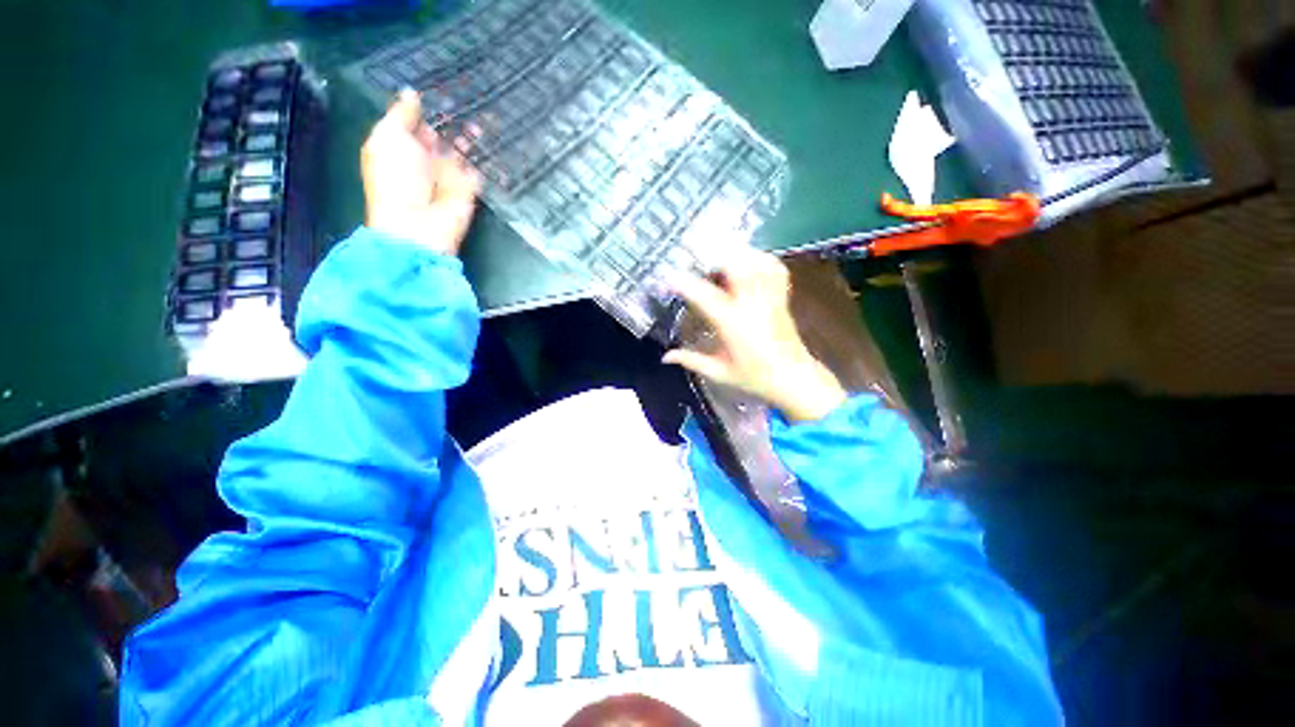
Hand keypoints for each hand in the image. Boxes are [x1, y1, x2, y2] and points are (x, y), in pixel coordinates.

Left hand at [361, 88, 481, 254]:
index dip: (427, 106)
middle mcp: (425, 159)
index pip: (415, 122)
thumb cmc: (396, 178)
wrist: (419, 224)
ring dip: (470, 136)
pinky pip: (479, 171)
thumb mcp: (388, 138)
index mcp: (401, 146)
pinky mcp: (469, 190)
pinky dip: (486, 159)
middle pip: (441, 135)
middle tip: (468, 97)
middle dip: (452, 119)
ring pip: (462, 150)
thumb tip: (412, 93)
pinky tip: (495, 141)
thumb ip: (402, 114)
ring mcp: (449, 176)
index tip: (443, 87)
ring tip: (483, 117)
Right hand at [663, 250, 847, 422]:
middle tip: (694, 251)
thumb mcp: (719, 373)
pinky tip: (748, 259)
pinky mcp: (781, 297)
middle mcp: (752, 305)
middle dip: (714, 253)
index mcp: (733, 324)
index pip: (705, 297)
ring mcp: (770, 297)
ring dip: (736, 252)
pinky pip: (774, 268)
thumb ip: (691, 361)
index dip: (685, 284)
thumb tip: (666, 357)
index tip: (668, 277)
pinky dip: (760, 258)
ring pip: (756, 262)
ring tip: (718, 251)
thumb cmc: (755, 377)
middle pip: (736, 266)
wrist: (793, 378)